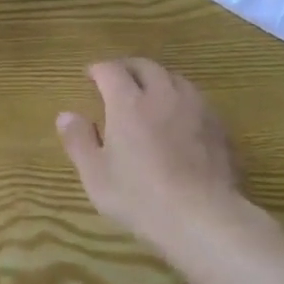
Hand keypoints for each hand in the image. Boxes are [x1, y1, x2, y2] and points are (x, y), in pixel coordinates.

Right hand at [56, 59, 247, 253]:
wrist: (202, 217)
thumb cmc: (141, 197)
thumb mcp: (96, 175)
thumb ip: (79, 141)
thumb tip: (66, 115)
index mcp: (128, 102)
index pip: (111, 70)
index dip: (98, 69)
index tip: (90, 76)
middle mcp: (162, 94)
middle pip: (145, 66)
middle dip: (128, 67)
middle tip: (119, 79)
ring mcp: (194, 107)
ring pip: (174, 77)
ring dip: (158, 79)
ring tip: (150, 93)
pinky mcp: (217, 125)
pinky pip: (196, 99)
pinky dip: (181, 98)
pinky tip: (180, 117)